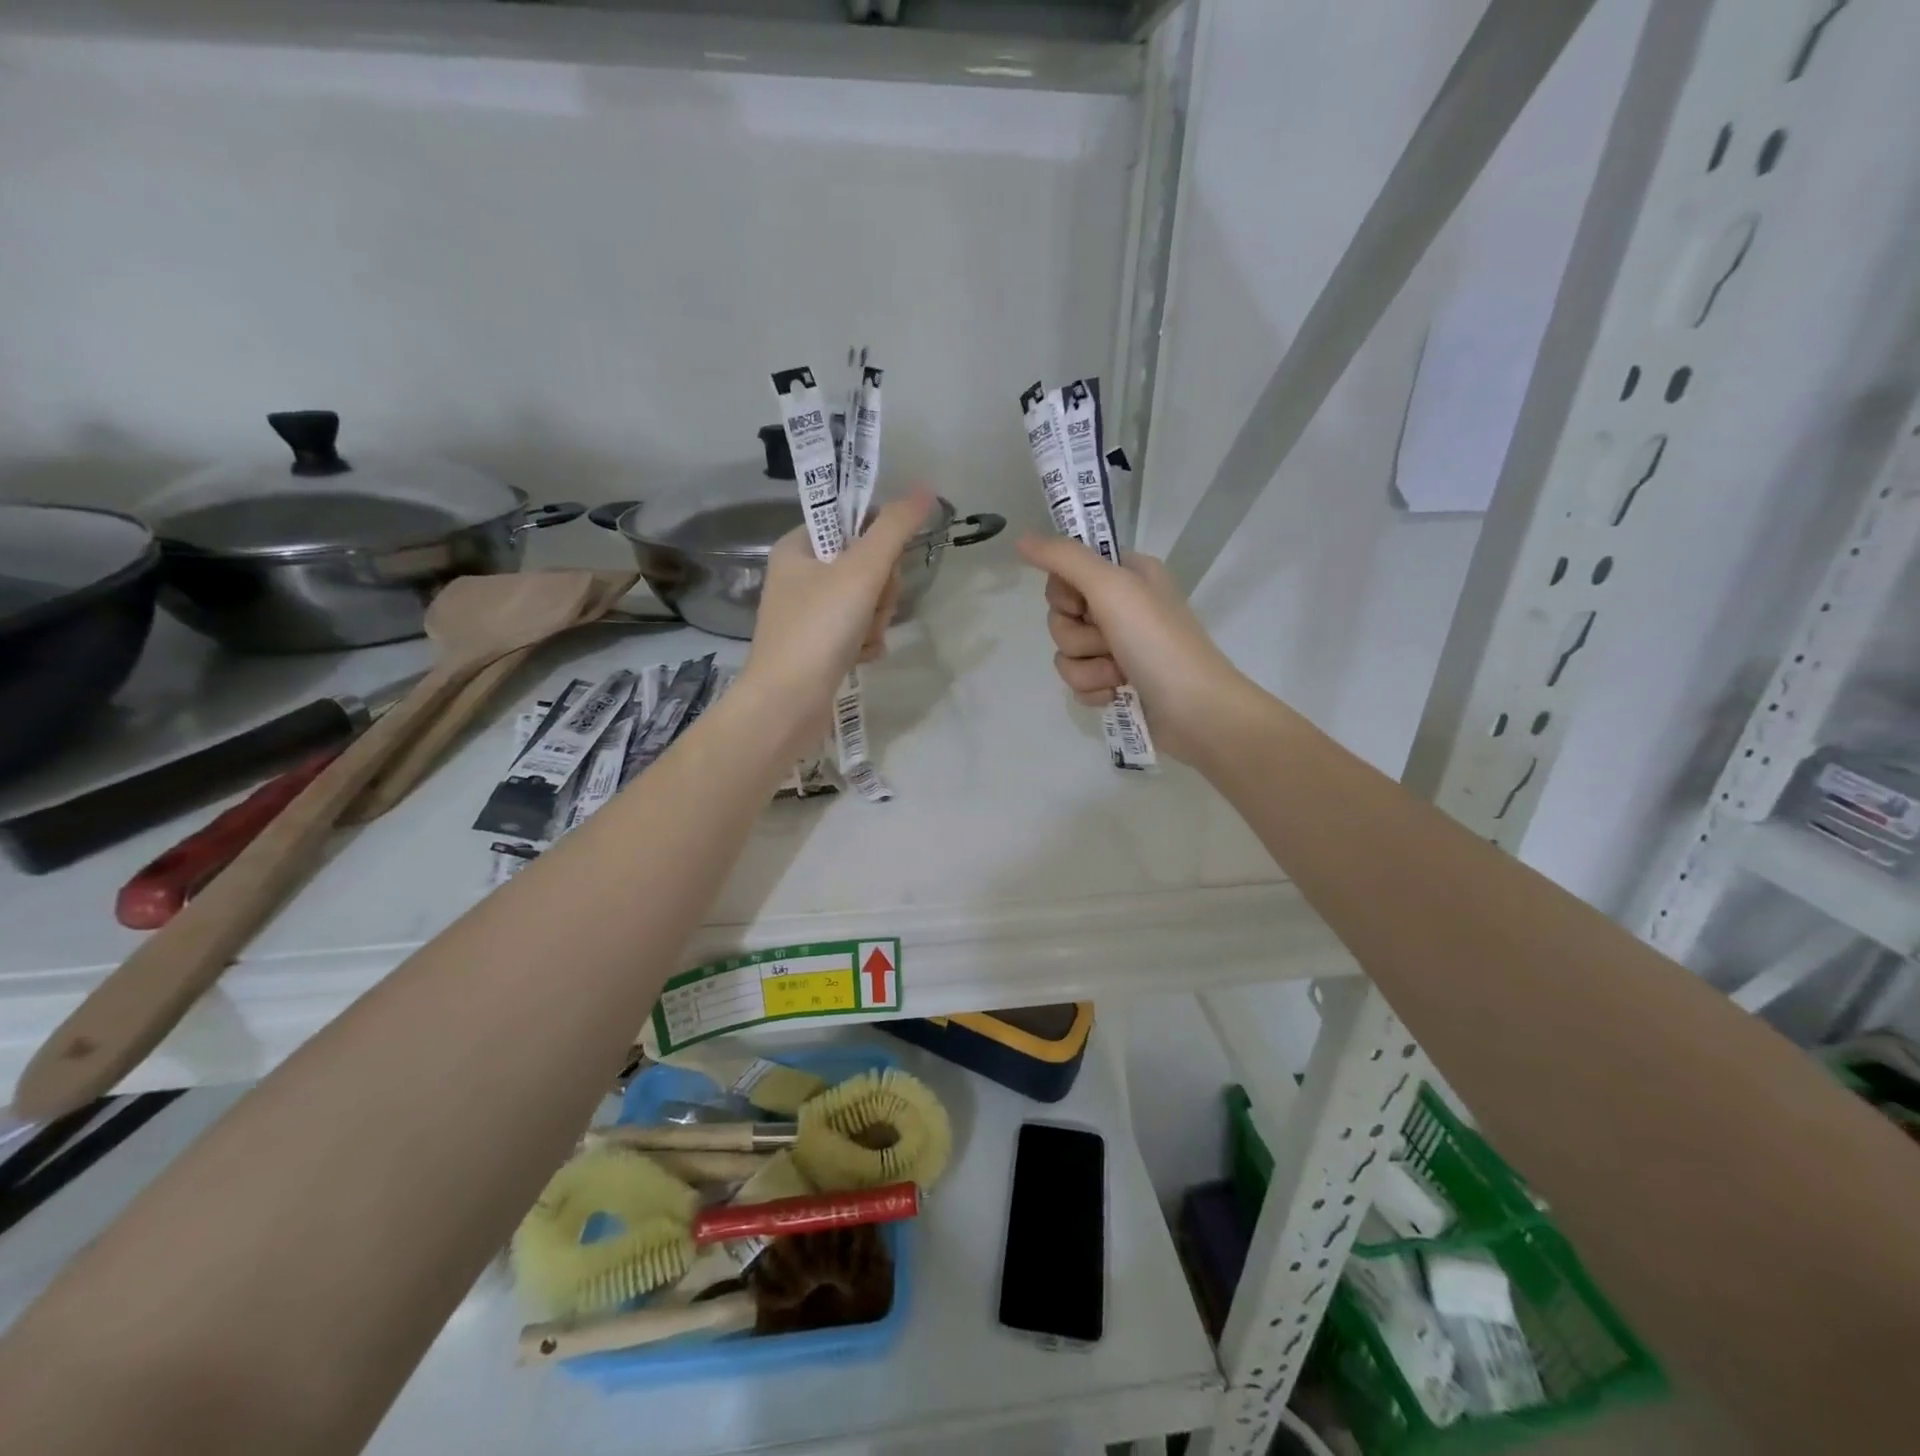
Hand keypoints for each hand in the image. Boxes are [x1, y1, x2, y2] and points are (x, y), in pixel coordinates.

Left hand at [740, 491, 934, 751]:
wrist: (787, 705)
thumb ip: (894, 529)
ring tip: (861, 640)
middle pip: (865, 565)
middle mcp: (799, 577)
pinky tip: (860, 658)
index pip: (851, 524)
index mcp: (796, 547)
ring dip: (876, 621)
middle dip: (879, 592)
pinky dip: (866, 643)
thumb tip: (925, 490)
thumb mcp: (860, 571)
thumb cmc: (818, 630)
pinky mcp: (819, 647)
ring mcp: (809, 614)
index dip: (877, 544)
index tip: (880, 567)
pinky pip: (858, 631)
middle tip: (868, 609)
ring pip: (867, 601)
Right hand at [1016, 534, 1250, 762]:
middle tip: (1108, 642)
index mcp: (1129, 574)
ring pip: (1067, 653)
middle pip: (1062, 616)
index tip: (1083, 605)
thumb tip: (1021, 538)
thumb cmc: (1157, 641)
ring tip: (1118, 674)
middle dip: (1077, 637)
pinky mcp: (1116, 682)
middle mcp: (1123, 606)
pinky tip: (1116, 693)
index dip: (1065, 593)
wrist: (1195, 710)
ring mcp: (1120, 647)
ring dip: (1086, 668)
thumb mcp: (1111, 587)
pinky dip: (1093, 689)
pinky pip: (1079, 681)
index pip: (1068, 571)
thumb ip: (1064, 558)